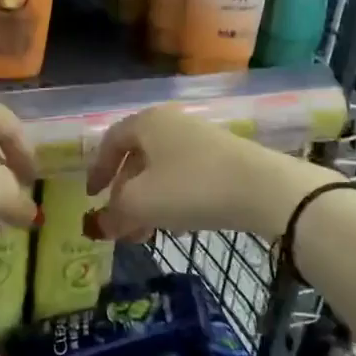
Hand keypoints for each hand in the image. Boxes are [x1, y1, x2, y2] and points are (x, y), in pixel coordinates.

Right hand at [86, 105, 326, 240]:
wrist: (264, 190)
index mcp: (147, 122)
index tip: (92, 197)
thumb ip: (115, 212)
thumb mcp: (141, 203)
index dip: (97, 170)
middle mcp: (172, 123)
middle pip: (138, 158)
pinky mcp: (225, 158)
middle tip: (121, 224)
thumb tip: (103, 223)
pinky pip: (187, 176)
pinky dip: (174, 199)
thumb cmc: (190, 187)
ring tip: (148, 233)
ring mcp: (201, 139)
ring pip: (162, 170)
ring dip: (149, 202)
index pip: (111, 141)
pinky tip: (179, 227)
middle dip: (125, 194)